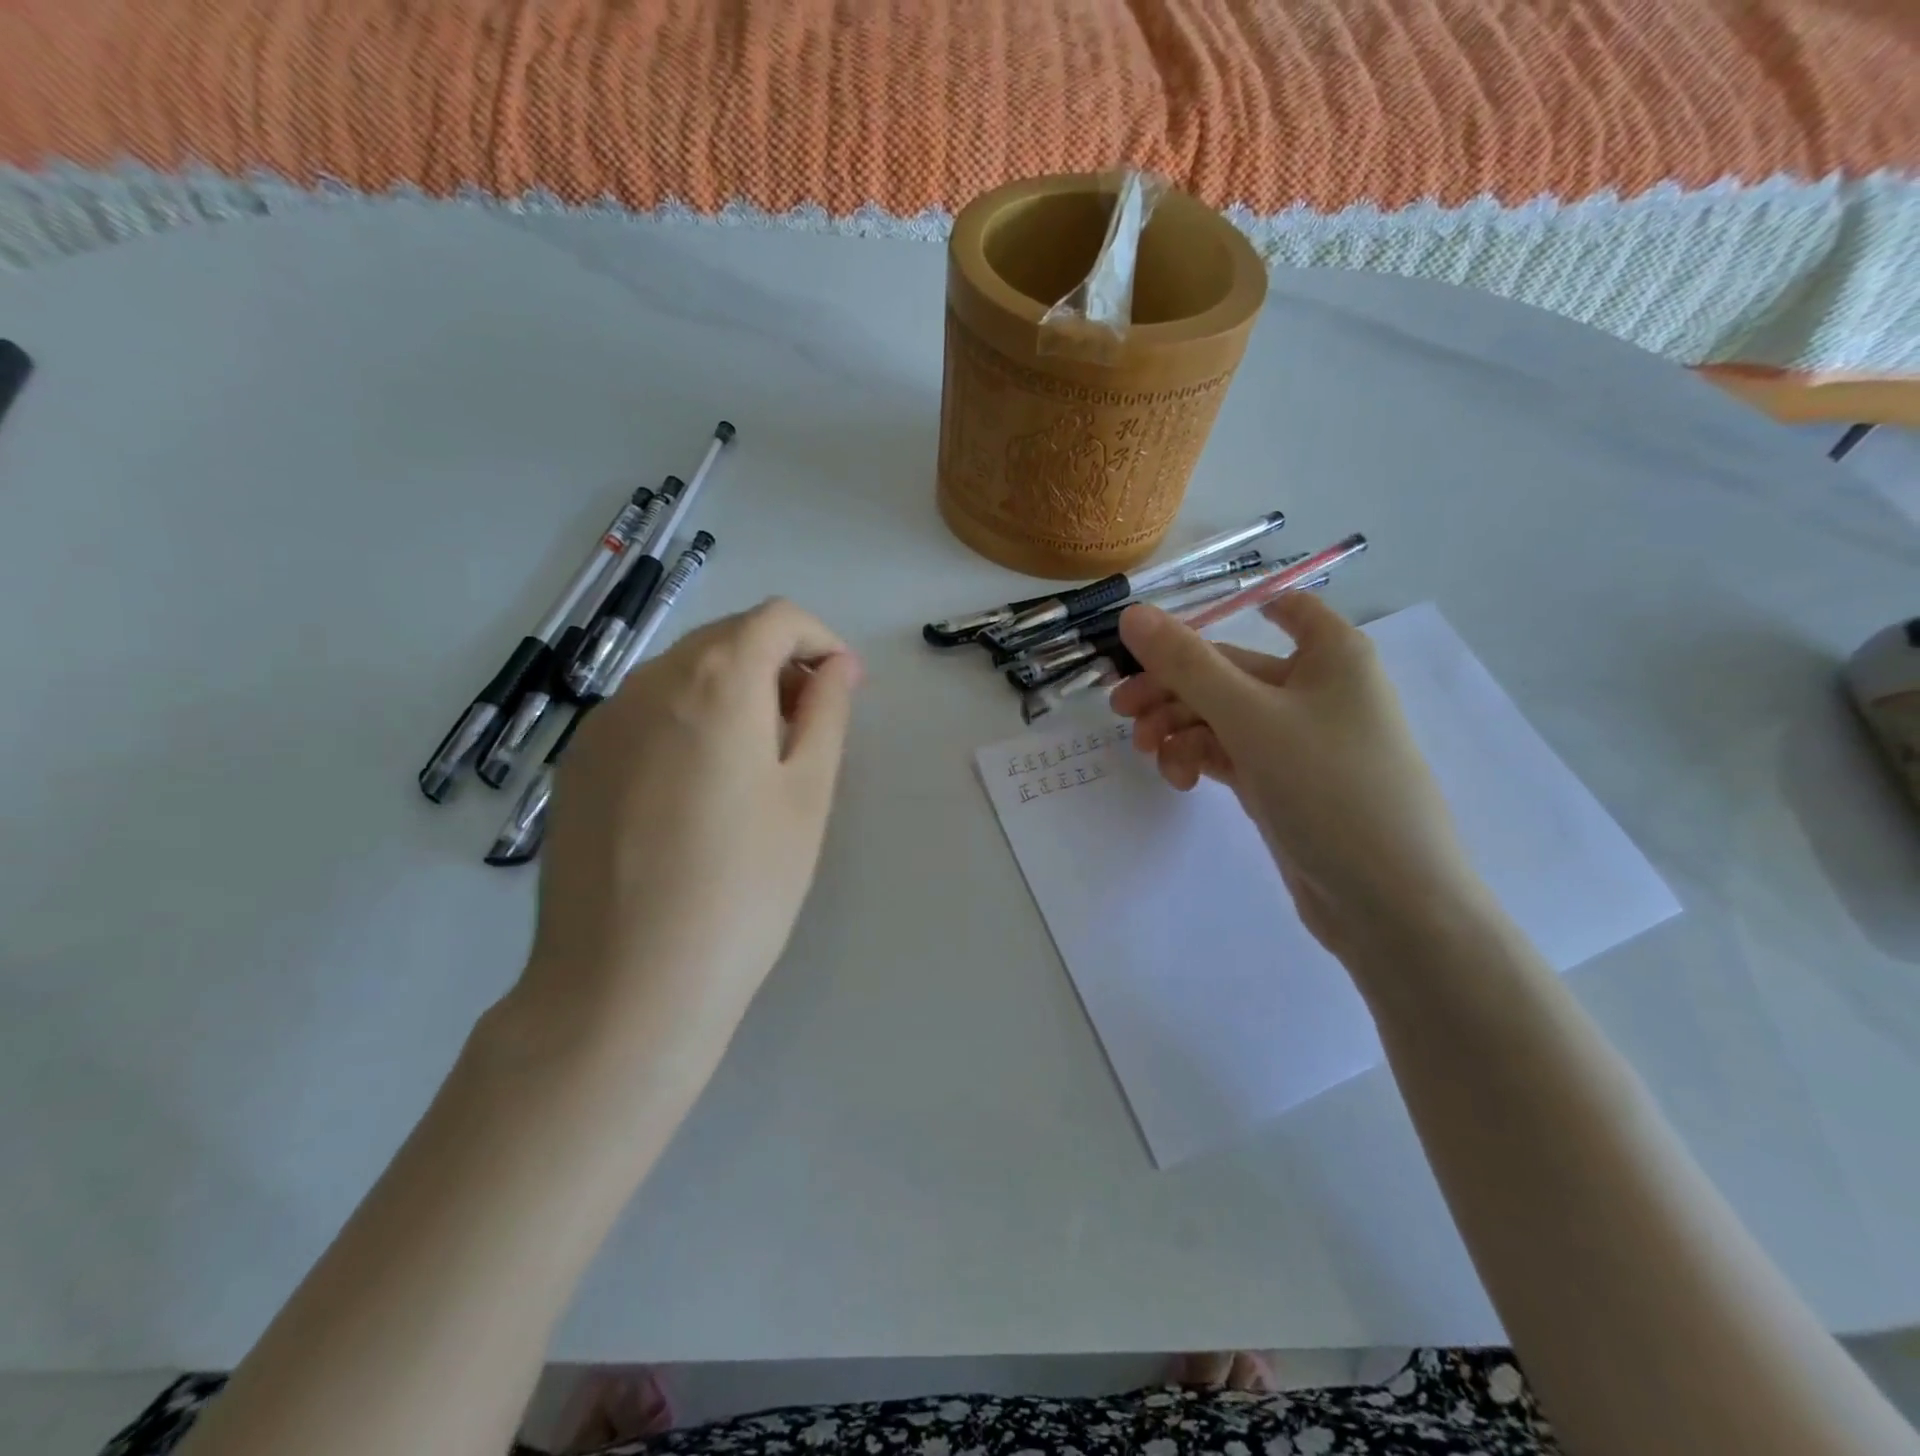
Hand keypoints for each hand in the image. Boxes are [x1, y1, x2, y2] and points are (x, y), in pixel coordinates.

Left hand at [514, 599, 862, 1080]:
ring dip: (731, 690)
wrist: (625, 986)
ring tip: (756, 762)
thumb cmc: (744, 887)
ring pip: (681, 673)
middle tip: (808, 727)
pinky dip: (685, 720)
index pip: (775, 618)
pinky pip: (644, 713)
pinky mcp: (577, 765)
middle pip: (725, 638)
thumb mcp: (806, 795)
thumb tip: (837, 667)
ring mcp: (602, 723)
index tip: (842, 688)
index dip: (819, 640)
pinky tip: (696, 789)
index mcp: (716, 682)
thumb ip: (826, 714)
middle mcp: (649, 683)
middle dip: (777, 663)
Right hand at [1110, 594, 1488, 959]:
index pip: (1282, 606)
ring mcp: (1298, 740)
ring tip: (1149, 755)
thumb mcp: (1250, 718)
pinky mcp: (1282, 782)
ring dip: (1178, 729)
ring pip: (1221, 716)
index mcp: (1331, 654)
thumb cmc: (1330, 788)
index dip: (1224, 611)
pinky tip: (1179, 780)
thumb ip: (1186, 664)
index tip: (1162, 637)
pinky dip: (1199, 759)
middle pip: (1228, 669)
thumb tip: (1132, 613)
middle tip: (1120, 711)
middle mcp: (1316, 688)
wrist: (1388, 903)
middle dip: (1172, 688)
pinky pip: (1228, 753)